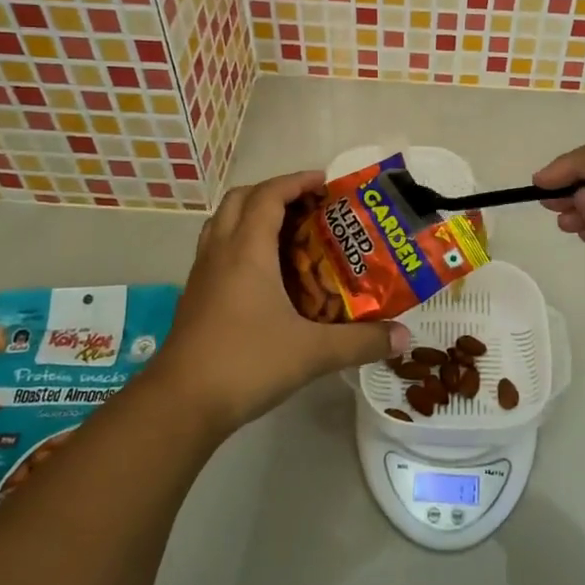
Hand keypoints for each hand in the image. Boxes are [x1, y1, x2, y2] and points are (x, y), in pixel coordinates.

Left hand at [154, 171, 407, 435]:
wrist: (181, 404)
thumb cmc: (247, 363)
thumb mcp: (313, 352)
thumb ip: (361, 342)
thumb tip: (404, 337)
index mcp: (247, 251)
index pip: (268, 195)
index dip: (296, 181)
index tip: (325, 182)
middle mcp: (221, 252)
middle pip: (240, 199)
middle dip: (273, 192)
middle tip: (307, 206)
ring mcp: (202, 274)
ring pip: (223, 223)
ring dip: (252, 215)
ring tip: (287, 232)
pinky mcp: (195, 297)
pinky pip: (217, 250)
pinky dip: (240, 243)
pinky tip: (264, 275)